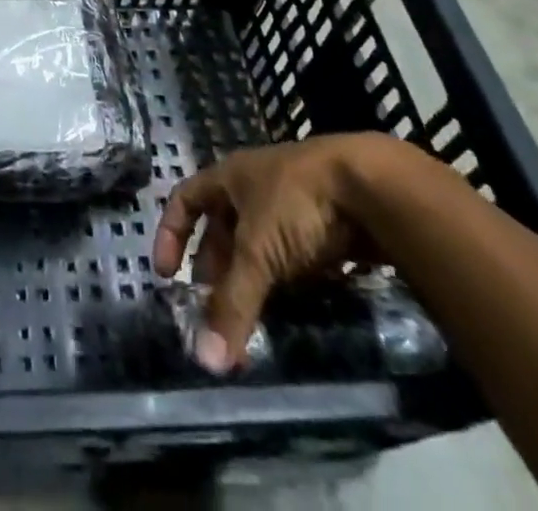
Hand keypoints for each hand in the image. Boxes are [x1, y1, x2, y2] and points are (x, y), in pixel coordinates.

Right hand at [153, 133, 397, 373]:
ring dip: (254, 280)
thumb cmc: (297, 202)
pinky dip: (290, 282)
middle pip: (224, 229)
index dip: (170, 233)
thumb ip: (233, 303)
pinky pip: (297, 256)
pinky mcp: (327, 224)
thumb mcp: (259, 251)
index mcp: (230, 177)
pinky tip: (296, 309)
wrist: (370, 184)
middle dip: (216, 269)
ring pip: (262, 245)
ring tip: (254, 319)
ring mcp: (293, 203)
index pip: (185, 199)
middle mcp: (256, 186)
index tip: (166, 275)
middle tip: (214, 311)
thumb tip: (205, 360)